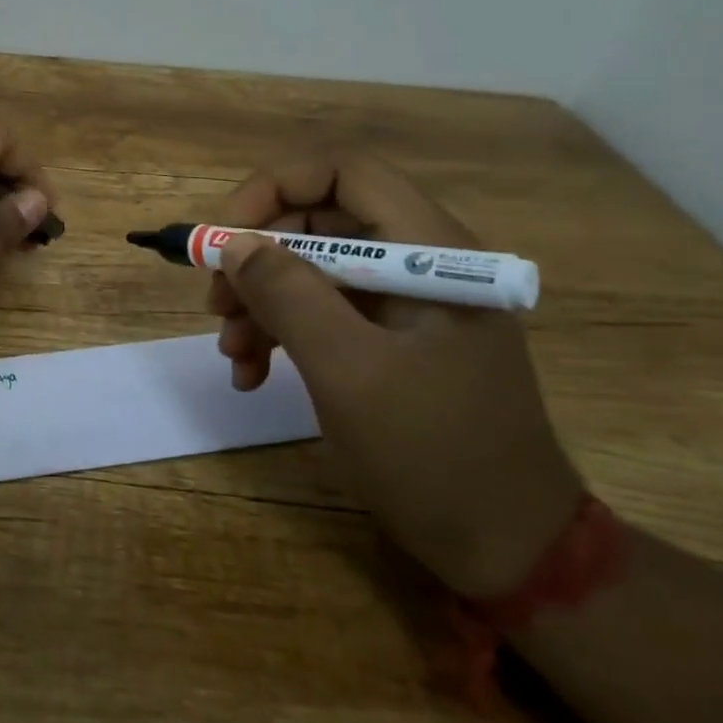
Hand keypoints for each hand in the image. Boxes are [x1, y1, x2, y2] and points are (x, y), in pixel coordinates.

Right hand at [209, 154, 582, 597]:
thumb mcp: (348, 371)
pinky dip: (279, 333)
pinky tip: (252, 373)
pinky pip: (320, 312)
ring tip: (231, 352)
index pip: (343, 172)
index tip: (224, 235)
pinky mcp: (389, 339)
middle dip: (256, 258)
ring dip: (259, 302)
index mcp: (430, 251)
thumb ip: (288, 295)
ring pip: (309, 268)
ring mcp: (404, 303)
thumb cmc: (435, 454)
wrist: (508, 550)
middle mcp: (419, 263)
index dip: (274, 188)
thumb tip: (234, 244)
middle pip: (317, 222)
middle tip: (215, 303)